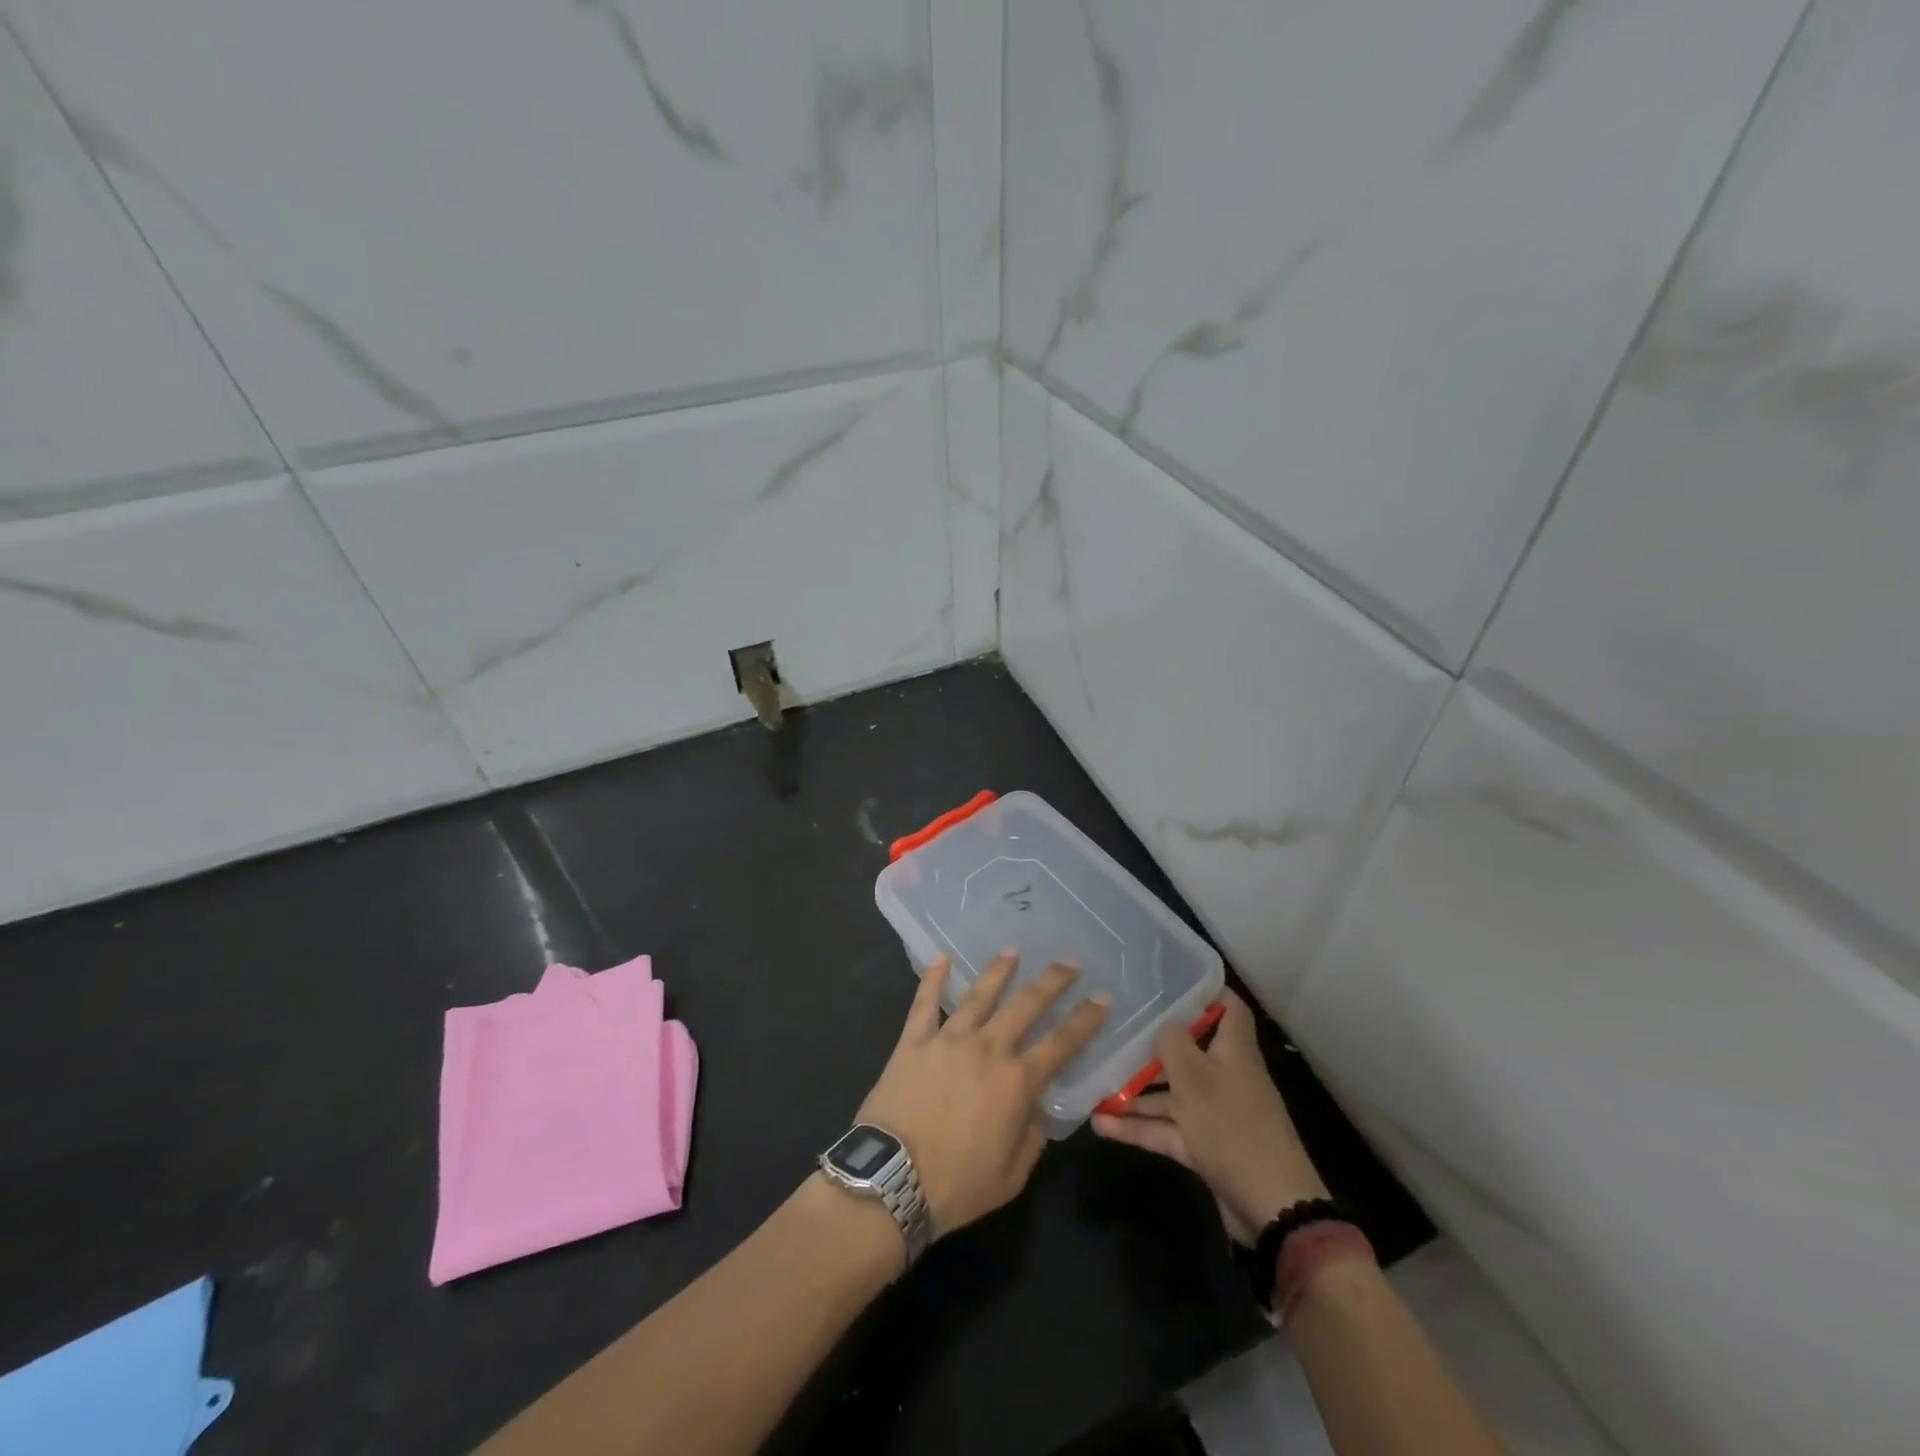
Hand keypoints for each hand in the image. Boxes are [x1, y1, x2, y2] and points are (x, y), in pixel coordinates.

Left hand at [857, 952, 1109, 1238]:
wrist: (892, 1180)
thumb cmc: (957, 1186)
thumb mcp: (1012, 1177)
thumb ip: (1032, 1136)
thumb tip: (1037, 1107)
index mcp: (1016, 1082)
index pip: (1062, 1042)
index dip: (1086, 1019)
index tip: (1102, 997)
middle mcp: (987, 1049)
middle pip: (1026, 1005)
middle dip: (1052, 981)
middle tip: (1069, 962)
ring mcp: (948, 1039)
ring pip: (979, 994)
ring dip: (999, 970)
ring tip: (1013, 950)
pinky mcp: (913, 1041)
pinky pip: (924, 1002)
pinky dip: (933, 978)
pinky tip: (941, 957)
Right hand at [1091, 990, 1326, 1242]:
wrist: (1271, 1208)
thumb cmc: (1231, 1127)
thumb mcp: (1194, 1077)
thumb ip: (1172, 1043)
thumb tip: (1162, 1027)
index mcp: (1233, 1051)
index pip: (1228, 1008)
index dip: (1205, 992)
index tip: (1168, 982)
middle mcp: (1225, 1076)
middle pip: (1189, 1050)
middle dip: (1153, 1045)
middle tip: (1115, 1031)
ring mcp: (1215, 1113)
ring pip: (1171, 1093)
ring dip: (1136, 1091)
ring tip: (1094, 1082)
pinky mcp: (1205, 1146)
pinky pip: (1166, 1128)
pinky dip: (1138, 1126)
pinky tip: (1101, 1124)